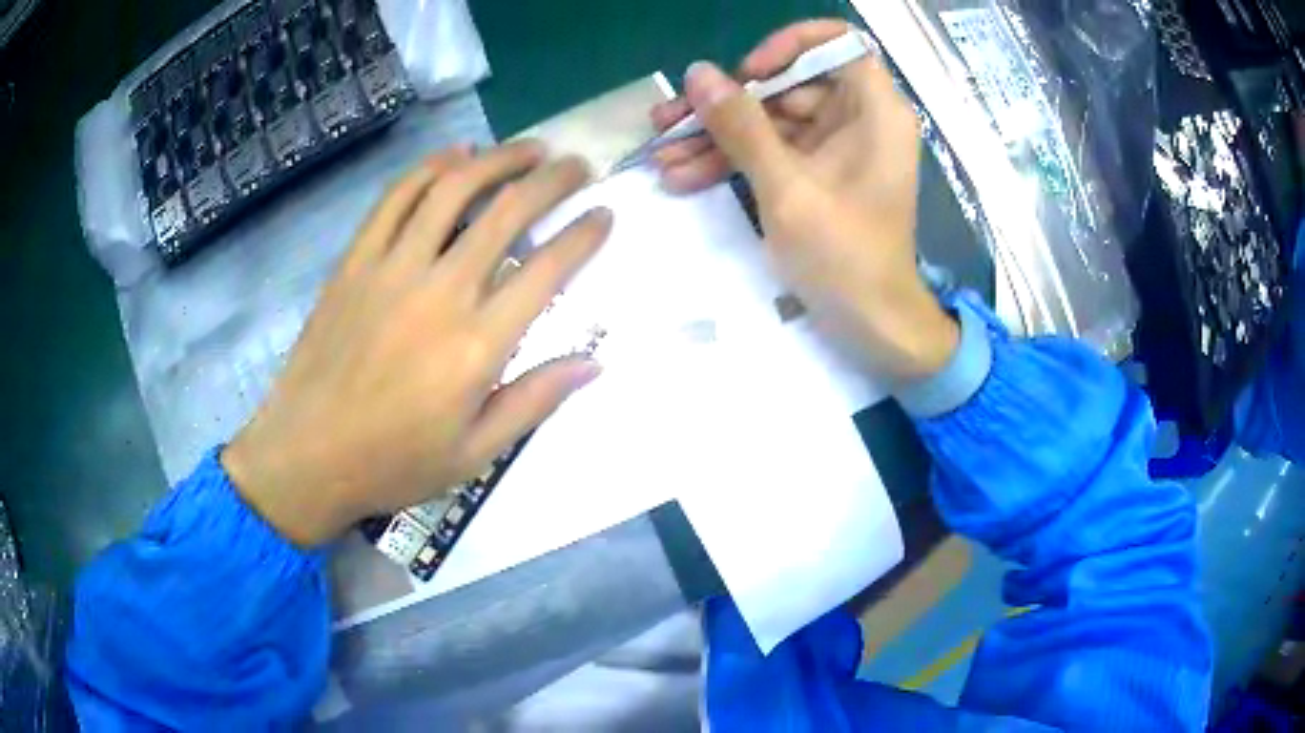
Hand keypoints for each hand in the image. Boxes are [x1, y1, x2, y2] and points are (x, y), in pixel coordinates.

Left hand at [223, 142, 611, 546]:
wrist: (307, 455)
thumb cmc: (394, 462)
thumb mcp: (475, 453)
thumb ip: (535, 401)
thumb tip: (593, 362)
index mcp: (477, 346)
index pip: (547, 269)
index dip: (584, 235)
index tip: (604, 214)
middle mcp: (440, 292)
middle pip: (507, 212)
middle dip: (552, 180)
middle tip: (576, 165)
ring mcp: (391, 269)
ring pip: (452, 189)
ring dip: (497, 159)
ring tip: (528, 149)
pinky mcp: (355, 262)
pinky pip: (395, 199)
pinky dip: (429, 169)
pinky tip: (454, 156)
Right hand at [651, 20, 957, 382]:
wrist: (872, 326)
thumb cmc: (844, 257)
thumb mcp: (786, 189)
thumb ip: (740, 126)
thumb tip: (697, 73)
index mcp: (874, 110)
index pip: (835, 43)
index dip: (788, 46)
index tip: (747, 74)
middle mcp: (859, 119)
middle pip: (788, 85)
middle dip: (727, 104)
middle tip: (669, 120)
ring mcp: (837, 147)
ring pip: (771, 121)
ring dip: (717, 137)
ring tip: (662, 155)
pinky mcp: (819, 173)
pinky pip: (773, 152)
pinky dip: (734, 162)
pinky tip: (684, 176)